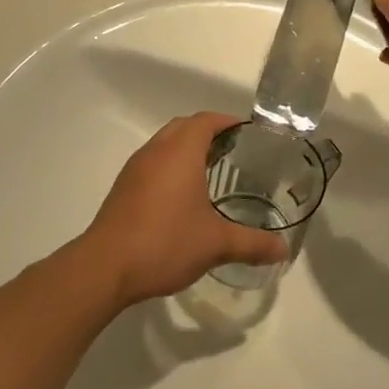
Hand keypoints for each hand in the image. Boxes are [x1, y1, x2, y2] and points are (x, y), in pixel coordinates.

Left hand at [81, 113, 287, 307]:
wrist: (105, 268)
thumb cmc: (165, 243)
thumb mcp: (216, 244)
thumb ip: (252, 243)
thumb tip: (283, 250)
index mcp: (179, 153)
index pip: (205, 120)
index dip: (227, 121)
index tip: (248, 133)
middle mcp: (155, 152)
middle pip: (183, 127)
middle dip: (208, 132)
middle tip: (234, 152)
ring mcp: (135, 169)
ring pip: (164, 144)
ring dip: (186, 149)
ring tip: (212, 172)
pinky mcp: (123, 188)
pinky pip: (152, 164)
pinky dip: (170, 167)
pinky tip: (183, 197)